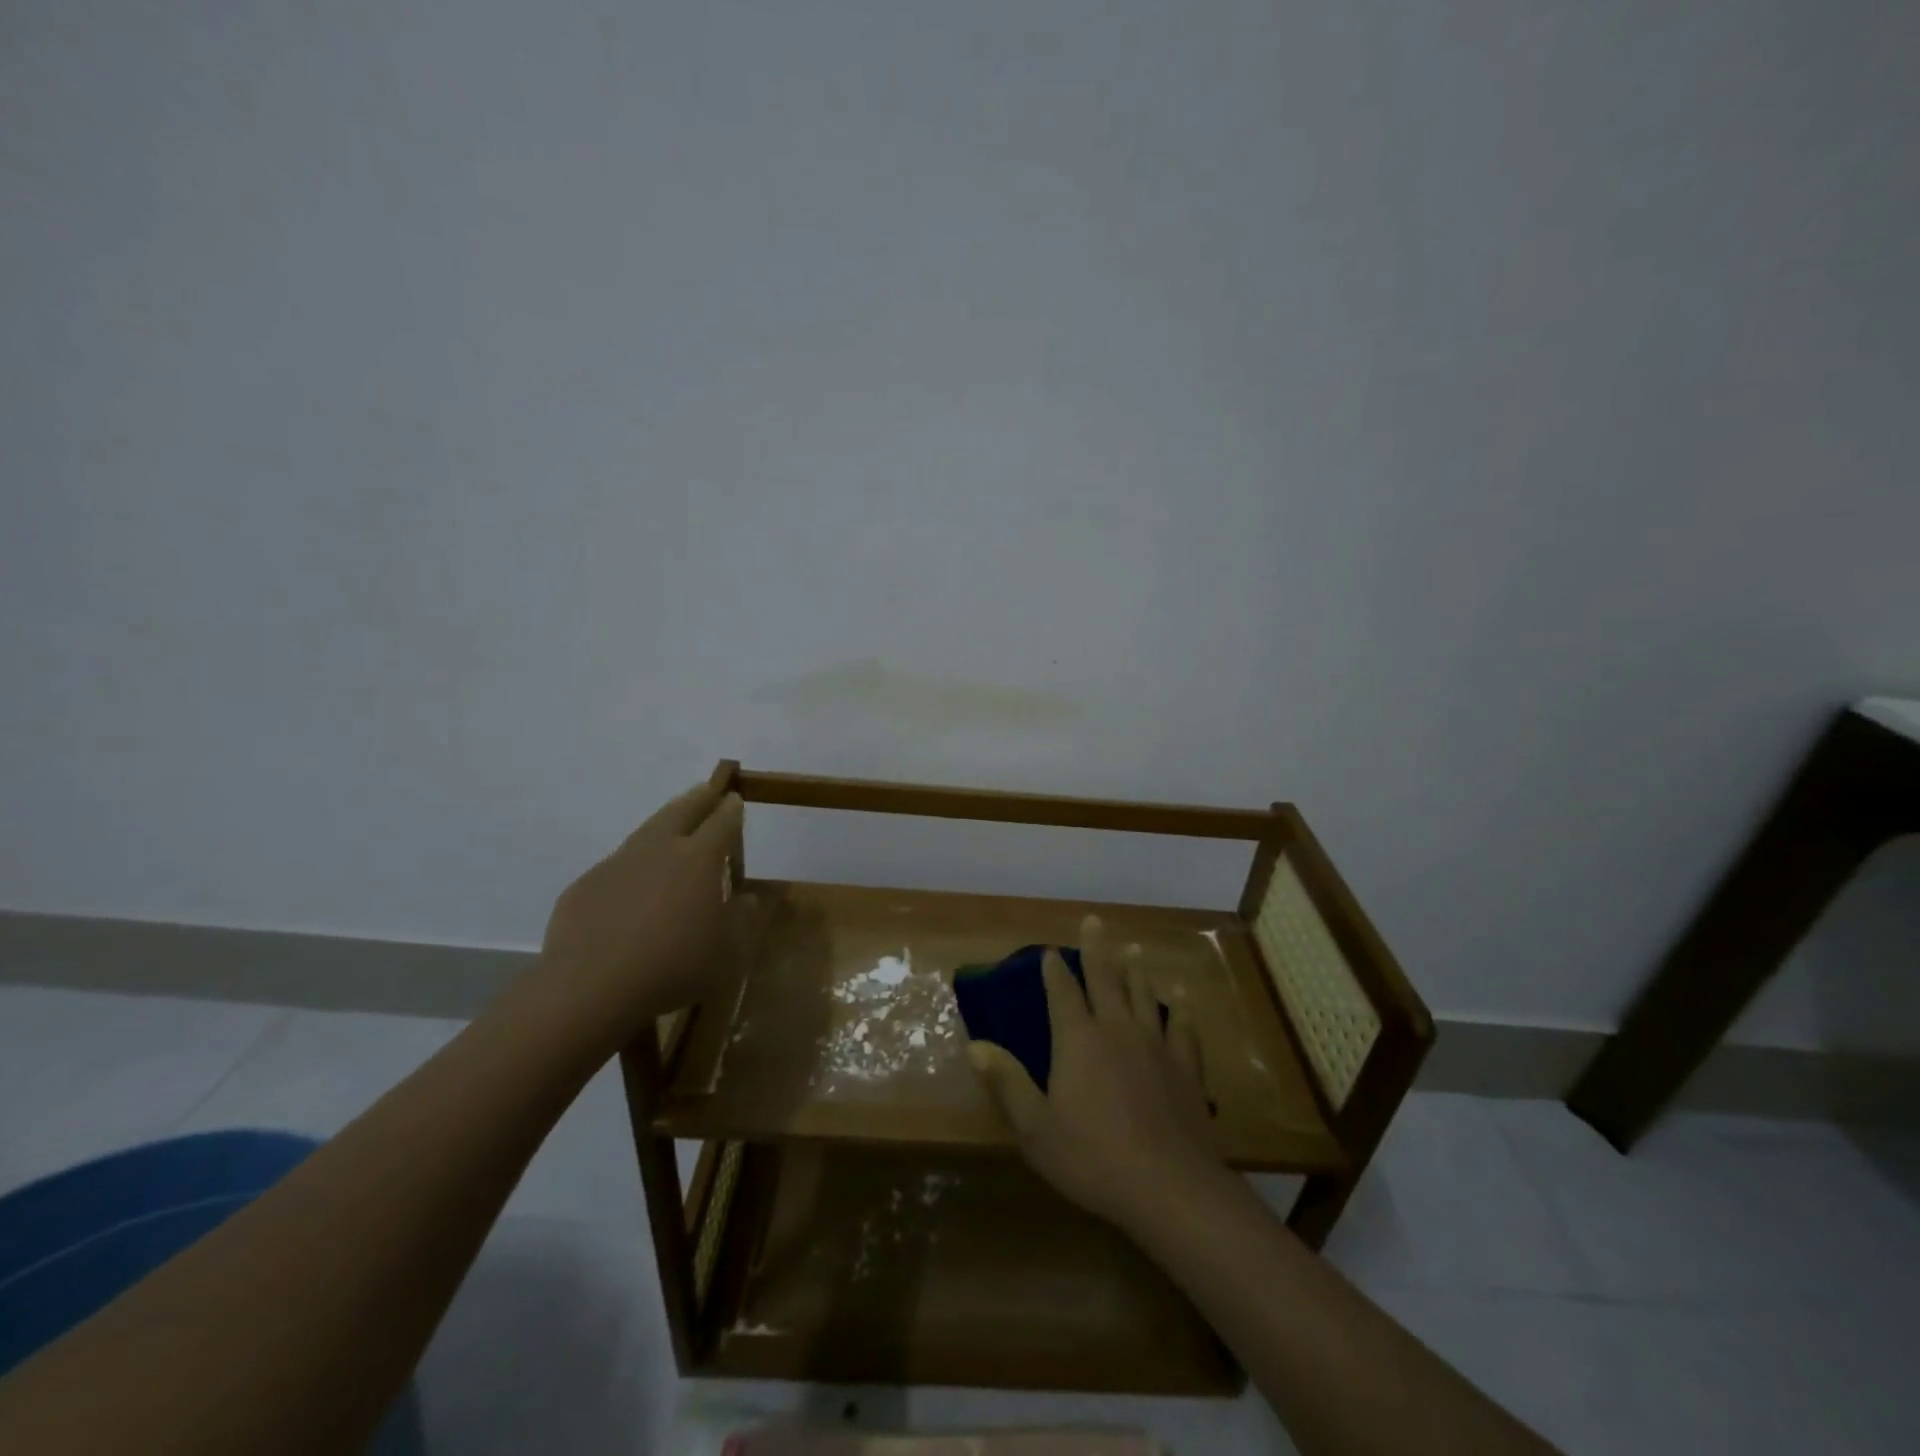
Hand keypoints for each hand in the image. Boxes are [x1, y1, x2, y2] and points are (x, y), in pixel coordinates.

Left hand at [535, 782, 745, 1044]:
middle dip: (698, 799)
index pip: (722, 822)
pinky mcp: (586, 885)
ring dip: (664, 824)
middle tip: (708, 792)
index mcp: (699, 858)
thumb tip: (747, 898)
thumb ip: (741, 920)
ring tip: (672, 827)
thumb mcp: (726, 953)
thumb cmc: (673, 967)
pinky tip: (632, 886)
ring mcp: (618, 863)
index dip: (731, 809)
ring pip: (646, 831)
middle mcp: (659, 849)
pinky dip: (632, 865)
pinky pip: (617, 866)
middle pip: (682, 811)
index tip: (735, 799)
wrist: (590, 988)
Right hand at [967, 914, 1220, 1233]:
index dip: (1054, 970)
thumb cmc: (1092, 1158)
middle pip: (1106, 978)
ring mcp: (1156, 1045)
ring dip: (1136, 970)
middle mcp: (1116, 1029)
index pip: (1063, 992)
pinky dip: (1179, 1009)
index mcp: (1078, 1040)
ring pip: (1144, 994)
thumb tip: (976, 1045)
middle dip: (1096, 949)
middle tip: (1094, 921)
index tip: (1049, 950)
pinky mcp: (1186, 1067)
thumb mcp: (1035, 1127)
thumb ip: (1008, 1083)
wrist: (1169, 1187)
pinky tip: (1180, 999)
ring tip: (1133, 949)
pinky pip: (1182, 1027)